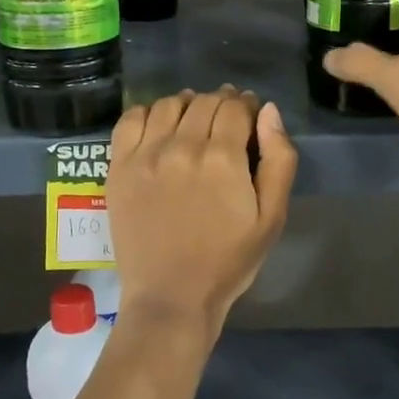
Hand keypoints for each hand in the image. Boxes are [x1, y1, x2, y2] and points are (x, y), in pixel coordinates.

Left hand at [106, 86, 297, 341]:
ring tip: (193, 120)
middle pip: (204, 101)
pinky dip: (148, 112)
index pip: (234, 107)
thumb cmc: (229, 260)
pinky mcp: (119, 167)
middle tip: (225, 120)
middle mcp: (182, 147)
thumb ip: (278, 159)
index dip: (245, 105)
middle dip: (221, 103)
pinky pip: (131, 119)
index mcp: (223, 158)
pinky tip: (159, 127)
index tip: (248, 115)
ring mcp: (146, 155)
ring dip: (187, 104)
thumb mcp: (272, 217)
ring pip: (169, 104)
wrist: (171, 296)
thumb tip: (268, 111)